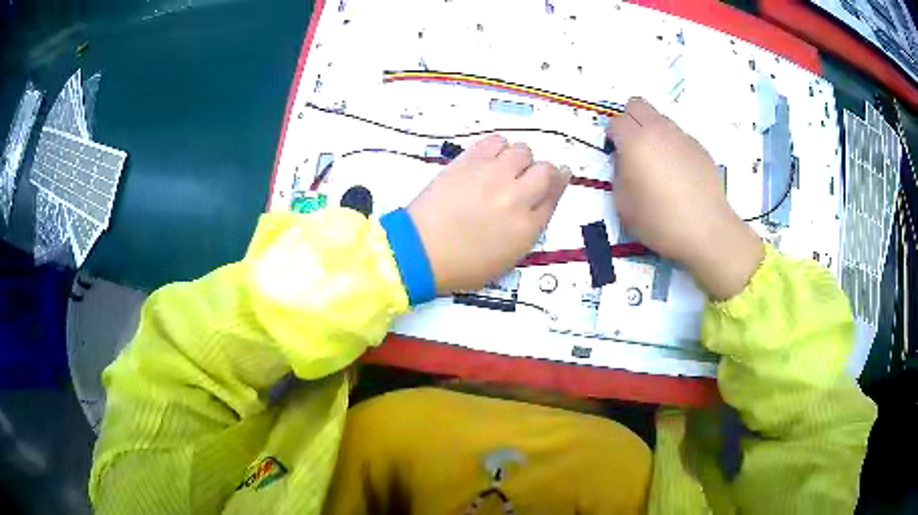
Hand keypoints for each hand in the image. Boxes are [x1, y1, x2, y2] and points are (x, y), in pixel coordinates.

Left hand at [407, 135, 570, 293]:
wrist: (420, 251)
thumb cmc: (463, 264)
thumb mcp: (508, 258)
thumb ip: (530, 227)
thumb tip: (541, 200)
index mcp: (527, 227)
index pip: (555, 193)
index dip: (559, 181)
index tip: (558, 175)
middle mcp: (515, 197)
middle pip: (545, 169)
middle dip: (540, 173)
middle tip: (523, 179)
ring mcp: (491, 176)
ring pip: (522, 150)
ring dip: (518, 159)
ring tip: (503, 169)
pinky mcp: (468, 162)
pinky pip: (495, 140)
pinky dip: (497, 147)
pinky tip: (488, 159)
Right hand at [607, 98, 762, 299]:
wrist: (706, 230)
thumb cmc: (659, 220)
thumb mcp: (623, 203)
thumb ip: (618, 173)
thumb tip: (625, 160)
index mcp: (635, 141)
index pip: (616, 122)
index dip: (612, 137)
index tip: (615, 155)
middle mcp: (659, 130)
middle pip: (637, 105)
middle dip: (630, 120)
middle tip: (632, 148)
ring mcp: (682, 137)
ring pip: (660, 119)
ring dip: (652, 132)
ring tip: (658, 164)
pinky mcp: (700, 148)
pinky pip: (679, 137)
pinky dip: (672, 146)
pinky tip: (679, 175)